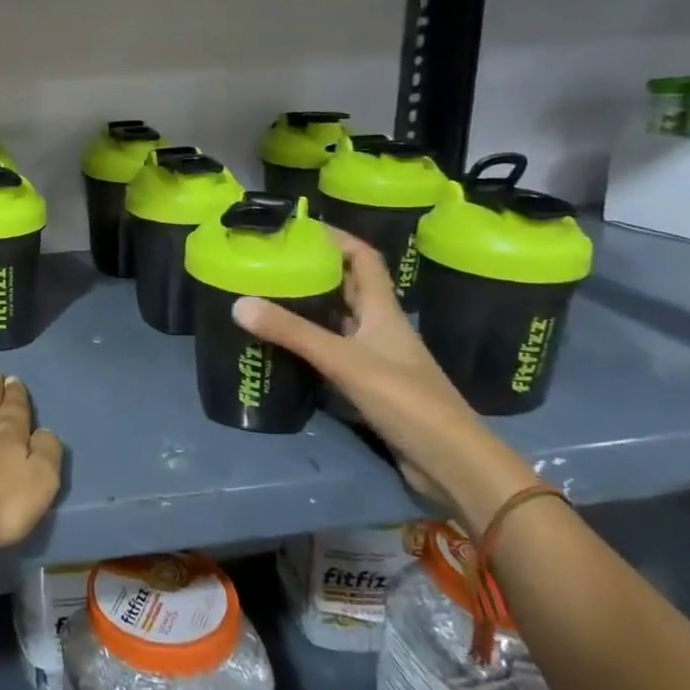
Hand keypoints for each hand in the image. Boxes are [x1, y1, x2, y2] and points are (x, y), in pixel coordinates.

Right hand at [231, 229, 536, 527]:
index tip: (300, 226)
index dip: (337, 237)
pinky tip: (286, 346)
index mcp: (383, 311)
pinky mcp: (371, 386)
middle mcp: (381, 328)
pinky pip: (335, 351)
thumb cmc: (405, 400)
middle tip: (274, 261)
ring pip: (340, 320)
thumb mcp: (343, 360)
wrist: (451, 463)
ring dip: (311, 306)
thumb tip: (238, 303)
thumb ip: (292, 332)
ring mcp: (378, 358)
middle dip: (315, 269)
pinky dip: (311, 342)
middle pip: (349, 286)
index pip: (363, 259)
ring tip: (270, 295)